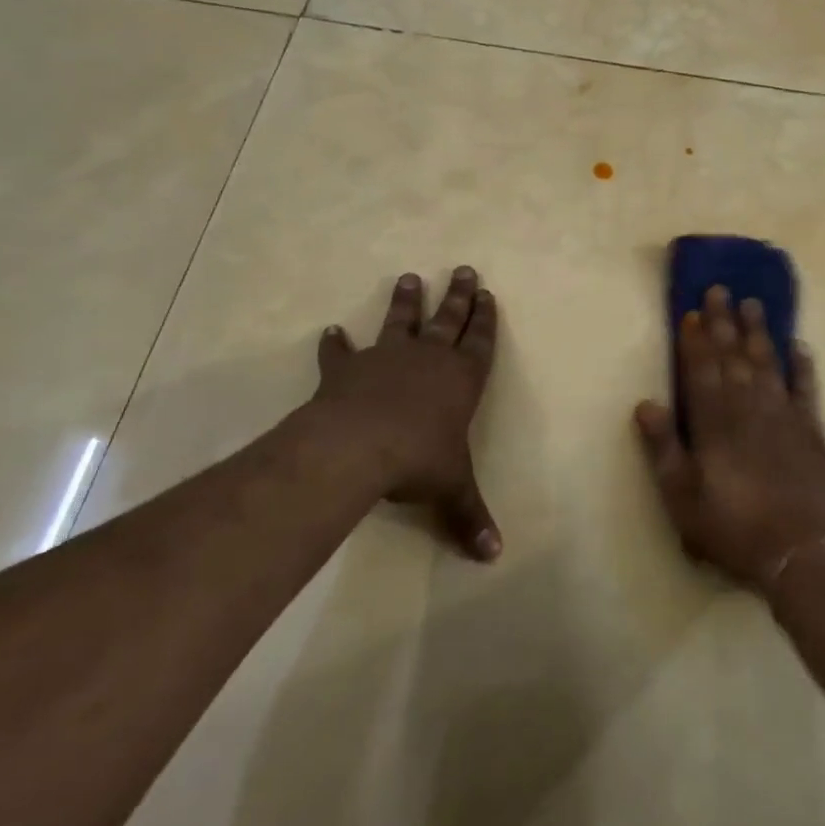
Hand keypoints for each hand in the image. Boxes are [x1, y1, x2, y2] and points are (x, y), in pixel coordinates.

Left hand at [308, 268, 501, 561]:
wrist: (358, 446)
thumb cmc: (418, 460)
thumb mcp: (451, 489)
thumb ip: (470, 517)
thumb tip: (494, 557)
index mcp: (460, 380)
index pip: (480, 342)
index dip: (486, 319)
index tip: (488, 294)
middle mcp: (428, 359)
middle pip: (449, 319)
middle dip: (459, 296)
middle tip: (464, 268)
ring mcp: (387, 359)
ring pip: (401, 322)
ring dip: (406, 301)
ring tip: (410, 278)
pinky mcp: (348, 369)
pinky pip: (342, 353)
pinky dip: (336, 344)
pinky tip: (330, 331)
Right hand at [634, 286, 824, 593]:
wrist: (800, 553)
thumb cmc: (732, 528)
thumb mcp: (682, 498)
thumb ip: (663, 448)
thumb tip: (644, 403)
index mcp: (714, 422)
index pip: (701, 370)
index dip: (695, 341)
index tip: (693, 311)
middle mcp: (747, 408)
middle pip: (733, 356)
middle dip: (724, 322)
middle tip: (721, 290)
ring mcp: (783, 415)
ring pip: (767, 362)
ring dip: (759, 332)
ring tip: (754, 303)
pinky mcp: (811, 429)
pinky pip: (806, 388)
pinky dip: (803, 365)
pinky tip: (799, 346)